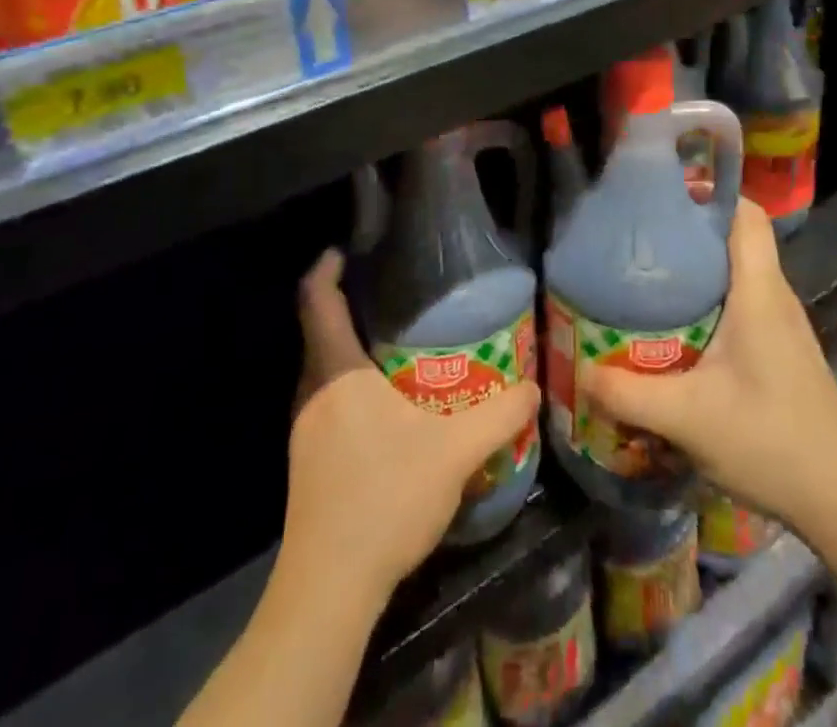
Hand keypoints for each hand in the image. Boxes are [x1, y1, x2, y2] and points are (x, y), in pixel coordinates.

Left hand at [286, 250, 540, 608]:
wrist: (330, 588)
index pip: (316, 300)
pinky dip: (352, 384)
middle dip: (350, 306)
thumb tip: (532, 386)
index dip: (326, 267)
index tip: (348, 248)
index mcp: (336, 373)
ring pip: (324, 369)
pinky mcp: (309, 460)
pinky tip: (388, 406)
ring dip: (352, 349)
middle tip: (396, 295)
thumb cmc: (384, 499)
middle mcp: (312, 392)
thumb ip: (499, 415)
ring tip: (399, 343)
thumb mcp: (454, 452)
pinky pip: (327, 399)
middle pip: (320, 331)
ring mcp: (304, 429)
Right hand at [584, 198, 836, 538]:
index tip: (666, 194)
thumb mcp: (688, 419)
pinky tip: (681, 327)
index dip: (711, 192)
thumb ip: (628, 394)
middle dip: (690, 229)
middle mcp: (775, 296)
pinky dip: (712, 298)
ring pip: (740, 272)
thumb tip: (581, 372)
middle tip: (641, 238)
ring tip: (651, 276)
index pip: (746, 214)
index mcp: (758, 291)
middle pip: (736, 238)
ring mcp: (783, 324)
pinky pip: (745, 301)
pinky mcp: (783, 349)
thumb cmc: (771, 442)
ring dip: (700, 267)